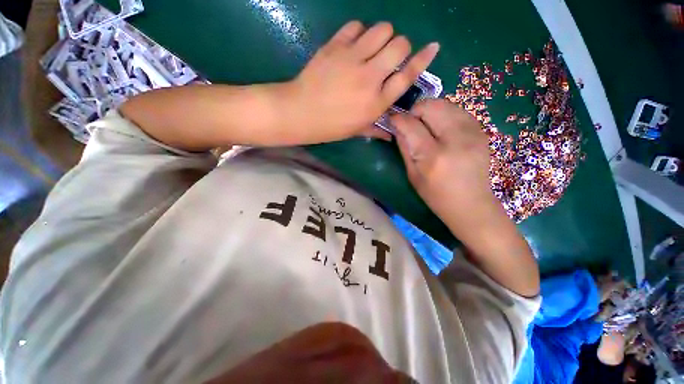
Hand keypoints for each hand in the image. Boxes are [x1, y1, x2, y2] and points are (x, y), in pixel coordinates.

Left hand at [288, 21, 439, 142]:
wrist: (301, 112)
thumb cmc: (331, 126)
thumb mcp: (356, 131)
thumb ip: (377, 130)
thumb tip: (391, 135)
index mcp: (376, 102)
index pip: (407, 76)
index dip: (423, 59)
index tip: (432, 47)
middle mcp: (370, 77)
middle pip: (399, 45)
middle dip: (400, 47)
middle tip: (389, 56)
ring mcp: (352, 58)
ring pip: (382, 29)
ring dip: (382, 36)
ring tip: (372, 48)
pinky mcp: (336, 46)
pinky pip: (356, 26)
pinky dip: (360, 32)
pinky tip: (354, 44)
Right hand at [391, 99, 495, 227]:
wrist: (471, 204)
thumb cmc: (436, 195)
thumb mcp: (413, 175)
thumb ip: (404, 147)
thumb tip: (396, 126)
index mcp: (433, 155)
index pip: (411, 124)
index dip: (398, 119)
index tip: (392, 120)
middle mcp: (455, 139)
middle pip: (431, 106)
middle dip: (415, 110)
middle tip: (410, 123)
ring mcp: (472, 133)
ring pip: (446, 104)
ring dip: (430, 111)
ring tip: (425, 126)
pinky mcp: (481, 131)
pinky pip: (458, 110)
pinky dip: (445, 114)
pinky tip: (441, 129)